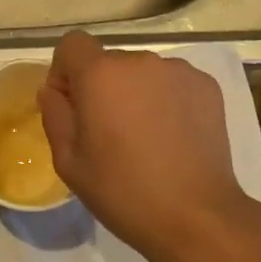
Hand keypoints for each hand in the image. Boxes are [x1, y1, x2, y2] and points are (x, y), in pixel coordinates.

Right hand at [38, 31, 253, 259]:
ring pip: (142, 73)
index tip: (72, 105)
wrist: (197, 217)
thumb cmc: (123, 191)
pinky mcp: (206, 86)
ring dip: (135, 93)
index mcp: (100, 74)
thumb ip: (54, 115)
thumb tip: (54, 91)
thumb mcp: (68, 161)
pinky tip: (172, 137)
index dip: (65, 71)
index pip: (72, 44)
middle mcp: (139, 61)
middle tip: (109, 132)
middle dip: (102, 87)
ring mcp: (177, 70)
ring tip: (146, 137)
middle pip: (108, 61)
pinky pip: (172, 83)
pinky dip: (166, 100)